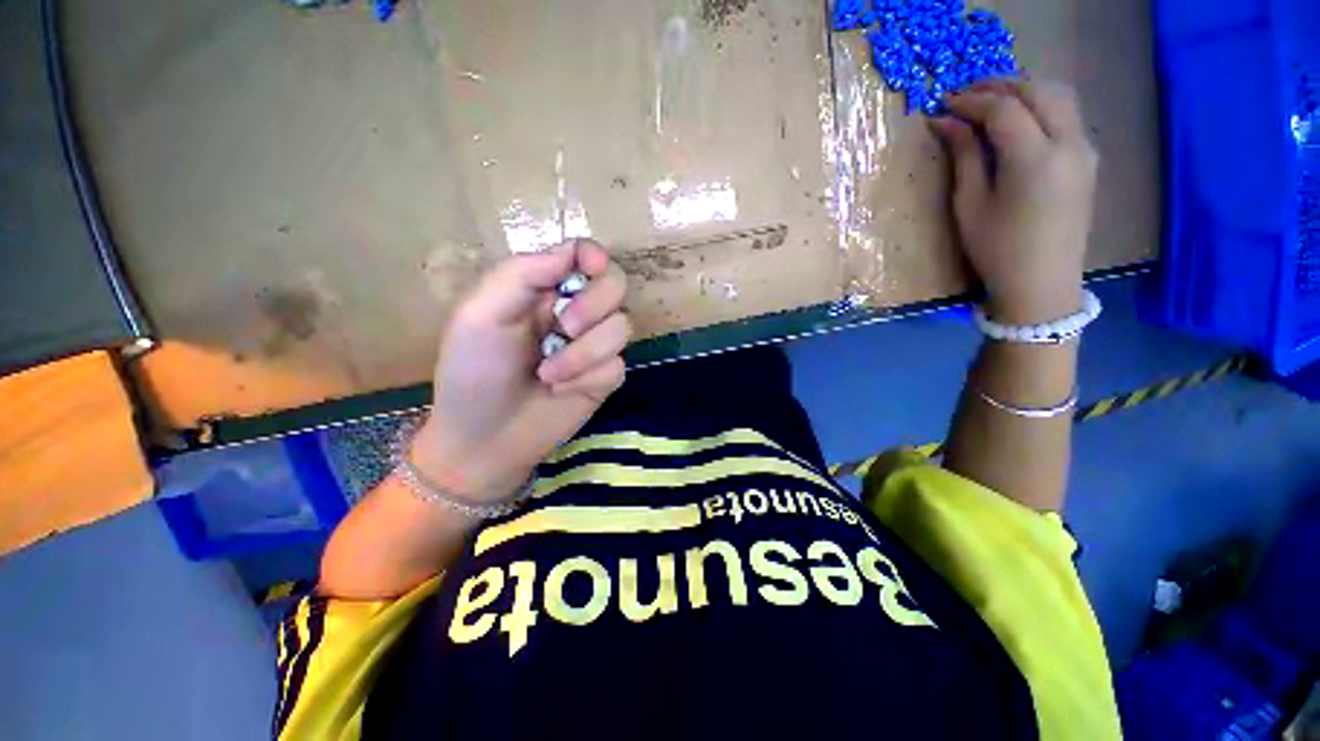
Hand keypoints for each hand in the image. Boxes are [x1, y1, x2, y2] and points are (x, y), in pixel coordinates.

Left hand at [411, 240, 629, 500]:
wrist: (484, 439)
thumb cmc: (472, 373)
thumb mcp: (480, 315)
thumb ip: (521, 275)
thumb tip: (573, 253)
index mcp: (543, 289)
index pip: (584, 255)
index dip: (593, 255)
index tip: (591, 268)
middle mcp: (575, 312)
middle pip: (615, 285)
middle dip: (594, 306)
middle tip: (564, 329)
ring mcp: (593, 346)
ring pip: (622, 327)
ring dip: (585, 353)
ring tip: (549, 374)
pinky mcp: (605, 377)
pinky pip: (617, 365)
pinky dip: (589, 378)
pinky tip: (562, 390)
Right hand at [931, 79, 1098, 324]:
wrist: (1043, 283)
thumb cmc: (997, 250)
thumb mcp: (970, 205)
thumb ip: (964, 157)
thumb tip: (947, 122)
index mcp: (1034, 159)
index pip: (1004, 109)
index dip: (971, 101)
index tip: (943, 104)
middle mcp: (1068, 144)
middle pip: (1037, 90)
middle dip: (999, 86)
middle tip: (965, 95)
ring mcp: (1084, 149)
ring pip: (1058, 95)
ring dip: (1023, 89)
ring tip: (989, 101)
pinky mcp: (1088, 158)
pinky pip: (1066, 113)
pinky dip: (1040, 104)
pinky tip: (1017, 118)